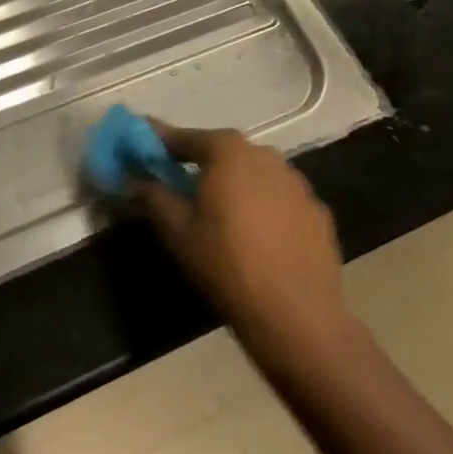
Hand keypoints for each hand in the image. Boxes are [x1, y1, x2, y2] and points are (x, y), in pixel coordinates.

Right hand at [133, 124, 347, 361]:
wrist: (295, 315)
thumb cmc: (226, 265)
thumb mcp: (177, 231)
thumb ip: (153, 196)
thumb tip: (134, 177)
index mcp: (229, 153)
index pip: (187, 138)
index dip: (162, 142)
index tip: (143, 146)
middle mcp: (266, 156)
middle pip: (225, 152)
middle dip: (200, 163)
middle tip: (180, 183)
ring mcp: (298, 183)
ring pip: (255, 174)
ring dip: (235, 185)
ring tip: (220, 212)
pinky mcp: (317, 211)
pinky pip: (279, 199)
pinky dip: (263, 207)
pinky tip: (256, 236)